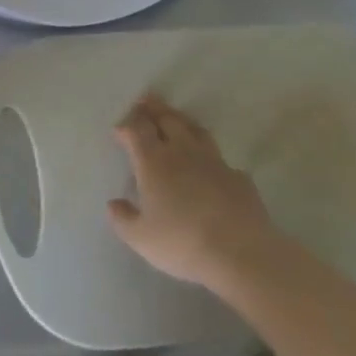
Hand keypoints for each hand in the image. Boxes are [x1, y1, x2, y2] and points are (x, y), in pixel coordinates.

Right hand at [107, 94, 278, 288]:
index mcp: (154, 162)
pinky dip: (209, 157)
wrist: (242, 253)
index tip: (119, 129)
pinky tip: (210, 166)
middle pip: (167, 120)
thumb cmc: (183, 243)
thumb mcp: (141, 238)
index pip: (137, 130)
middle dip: (153, 109)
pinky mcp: (238, 177)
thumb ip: (123, 219)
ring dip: (181, 121)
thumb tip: (113, 204)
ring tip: (174, 118)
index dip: (126, 125)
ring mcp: (214, 162)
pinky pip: (220, 159)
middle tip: (145, 101)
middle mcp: (182, 152)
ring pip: (195, 130)